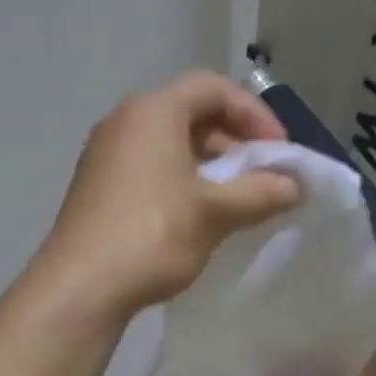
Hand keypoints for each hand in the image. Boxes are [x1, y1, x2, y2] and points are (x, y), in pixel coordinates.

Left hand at [40, 71, 300, 320]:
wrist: (81, 287)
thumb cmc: (153, 235)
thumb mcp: (215, 213)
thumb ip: (261, 193)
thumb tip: (294, 186)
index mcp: (153, 111)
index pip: (214, 88)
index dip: (255, 114)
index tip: (279, 152)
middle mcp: (124, 122)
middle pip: (191, 114)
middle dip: (234, 143)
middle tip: (262, 177)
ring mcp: (106, 155)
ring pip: (170, 146)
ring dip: (210, 167)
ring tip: (236, 203)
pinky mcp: (98, 188)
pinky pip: (150, 170)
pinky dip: (182, 183)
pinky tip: (198, 219)